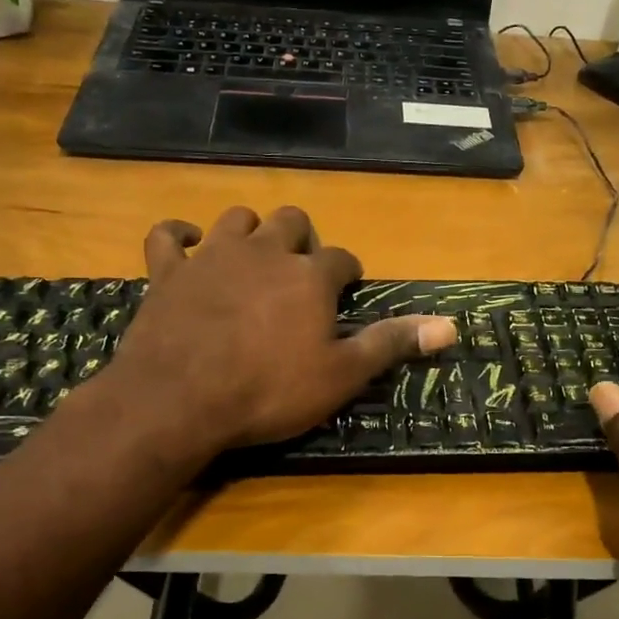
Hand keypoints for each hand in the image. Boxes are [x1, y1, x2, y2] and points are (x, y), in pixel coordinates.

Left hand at [100, 206, 456, 455]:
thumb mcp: (341, 375)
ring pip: (238, 219)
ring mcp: (212, 257)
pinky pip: (167, 235)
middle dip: (303, 239)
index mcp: (309, 276)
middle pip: (292, 222)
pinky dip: (178, 234)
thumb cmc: (269, 390)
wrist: (180, 399)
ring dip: (250, 230)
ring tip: (254, 256)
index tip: (346, 290)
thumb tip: (450, 325)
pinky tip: (188, 243)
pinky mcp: (168, 272)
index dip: (347, 272)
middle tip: (302, 271)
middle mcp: (264, 251)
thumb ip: (391, 343)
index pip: (342, 258)